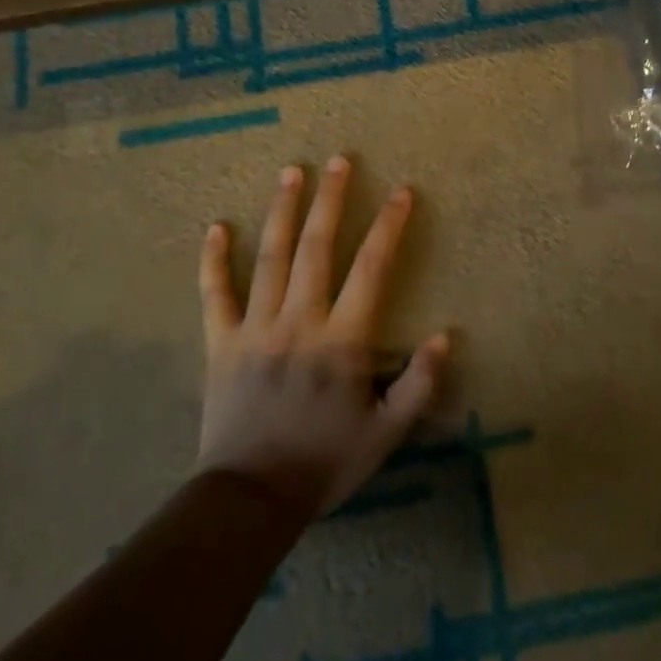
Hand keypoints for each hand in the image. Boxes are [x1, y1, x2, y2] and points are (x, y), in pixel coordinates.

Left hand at [197, 157, 448, 517]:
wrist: (249, 500)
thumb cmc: (324, 462)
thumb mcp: (386, 433)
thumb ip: (419, 384)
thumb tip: (446, 335)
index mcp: (341, 339)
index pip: (371, 268)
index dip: (389, 226)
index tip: (401, 191)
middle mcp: (299, 320)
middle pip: (316, 247)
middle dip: (331, 200)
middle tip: (339, 160)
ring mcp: (256, 328)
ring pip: (270, 257)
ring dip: (282, 211)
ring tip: (291, 172)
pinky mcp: (221, 344)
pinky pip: (215, 294)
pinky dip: (214, 260)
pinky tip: (216, 227)